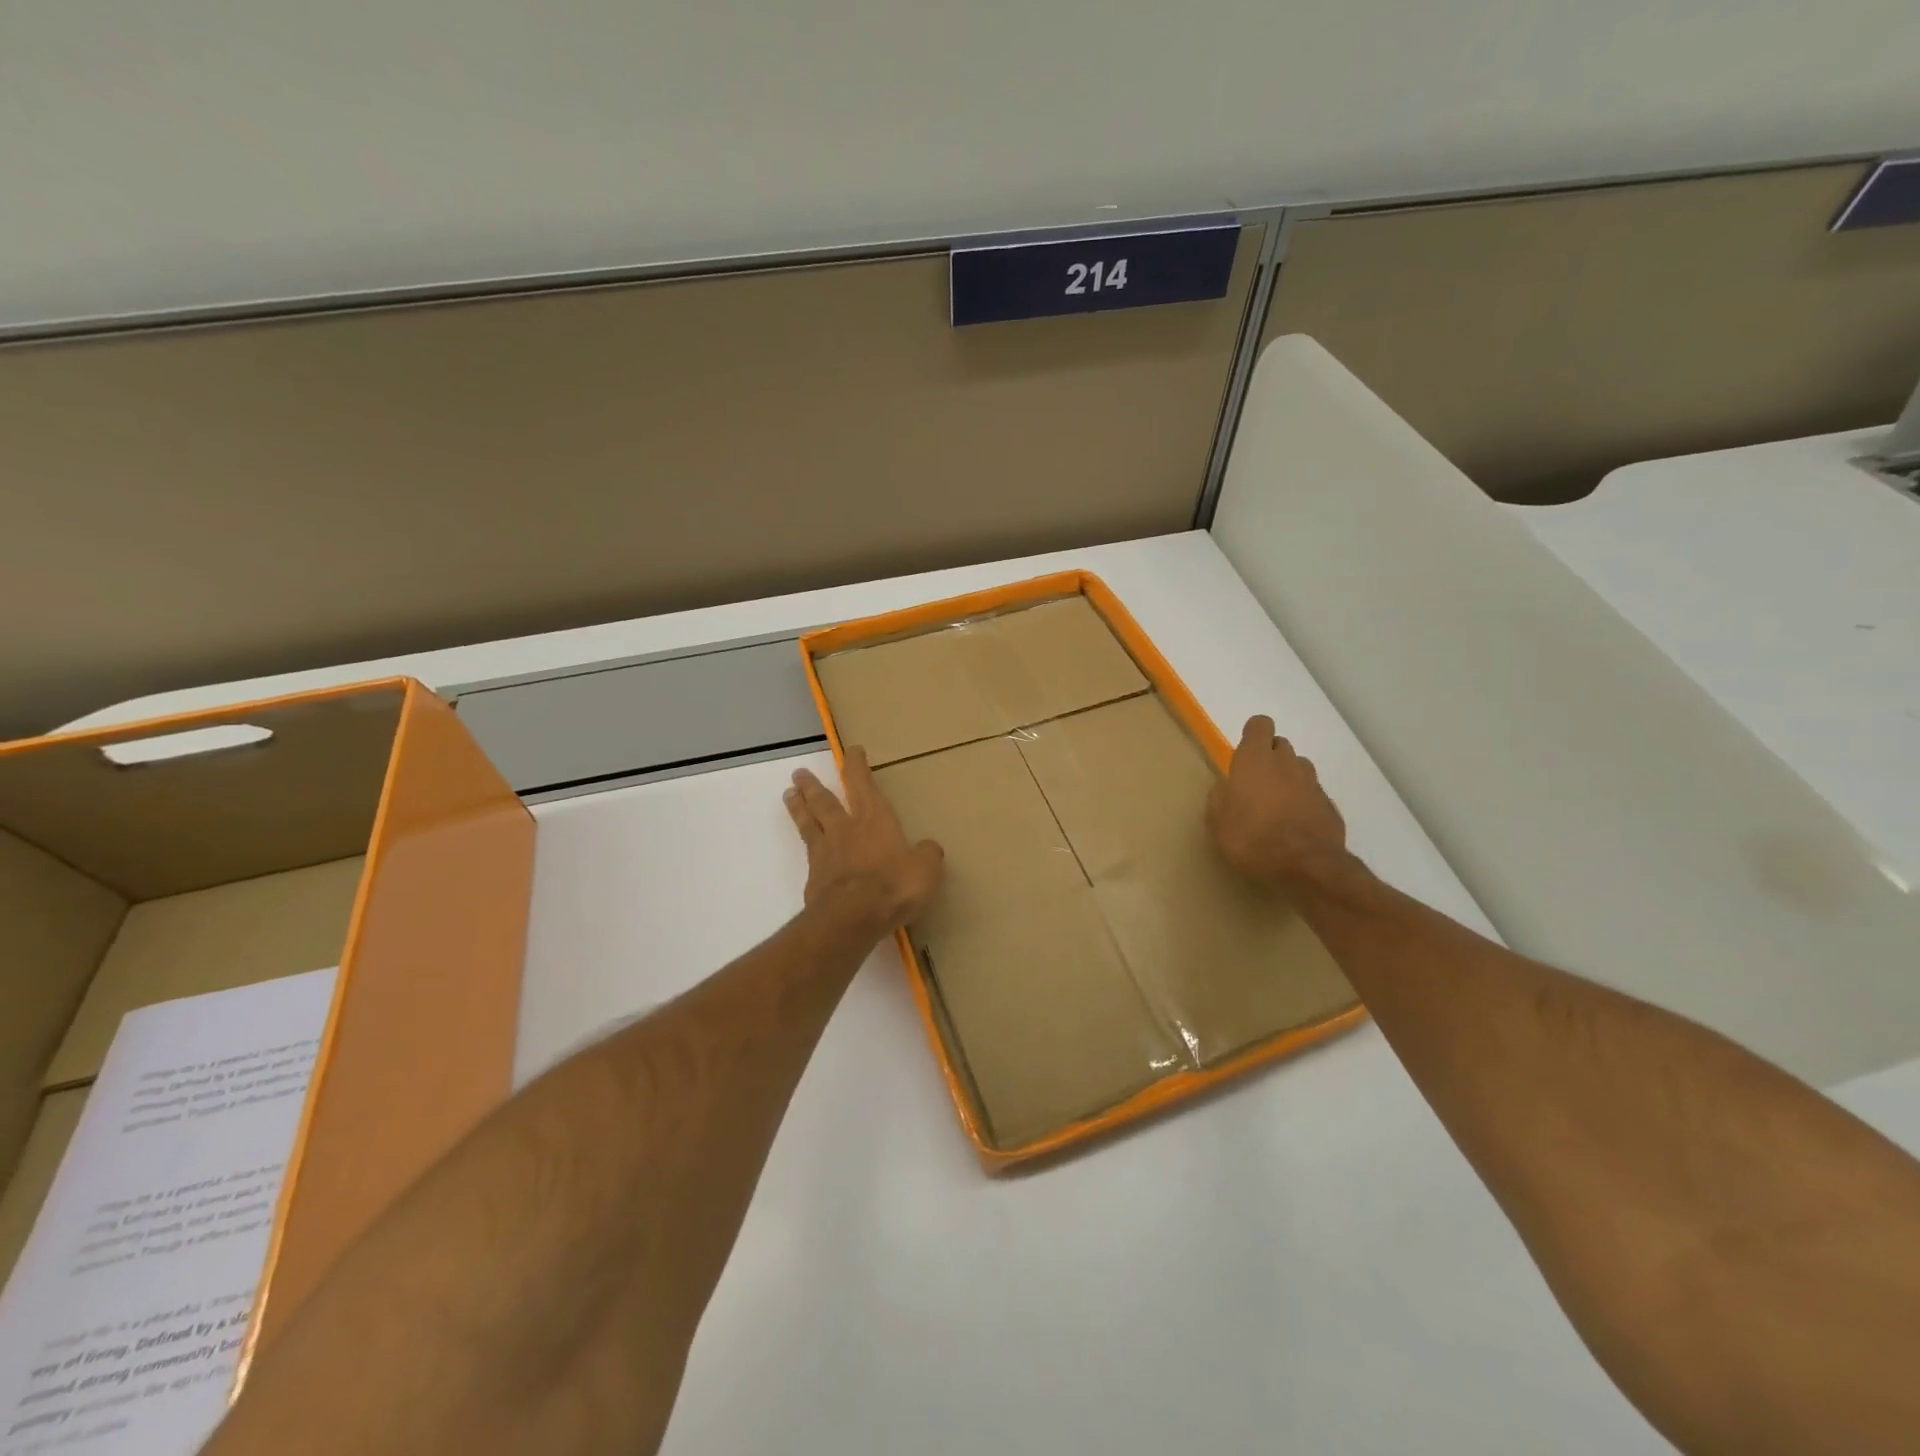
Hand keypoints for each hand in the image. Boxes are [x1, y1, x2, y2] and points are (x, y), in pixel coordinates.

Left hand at [784, 748, 944, 930]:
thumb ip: (927, 855)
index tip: (851, 751)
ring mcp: (825, 852)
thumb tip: (928, 848)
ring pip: (808, 822)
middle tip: (798, 773)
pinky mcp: (814, 878)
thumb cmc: (893, 885)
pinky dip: (806, 847)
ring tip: (789, 795)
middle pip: (824, 800)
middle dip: (813, 785)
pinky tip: (805, 849)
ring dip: (799, 807)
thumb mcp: (925, 869)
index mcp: (873, 818)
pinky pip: (808, 855)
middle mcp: (845, 828)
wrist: (852, 917)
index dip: (856, 765)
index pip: (861, 783)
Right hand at [1207, 715, 1348, 887]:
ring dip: (1288, 778)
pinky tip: (1294, 826)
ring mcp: (1312, 783)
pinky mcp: (1329, 806)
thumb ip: (1220, 797)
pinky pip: (1313, 795)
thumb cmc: (1251, 838)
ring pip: (1299, 768)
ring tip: (1276, 806)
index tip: (1244, 753)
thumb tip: (1226, 787)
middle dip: (1269, 758)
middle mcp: (1286, 763)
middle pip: (1280, 745)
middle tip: (1255, 784)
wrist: (1306, 866)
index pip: (1259, 725)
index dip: (1252, 734)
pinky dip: (1303, 803)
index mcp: (1255, 760)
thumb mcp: (1217, 821)